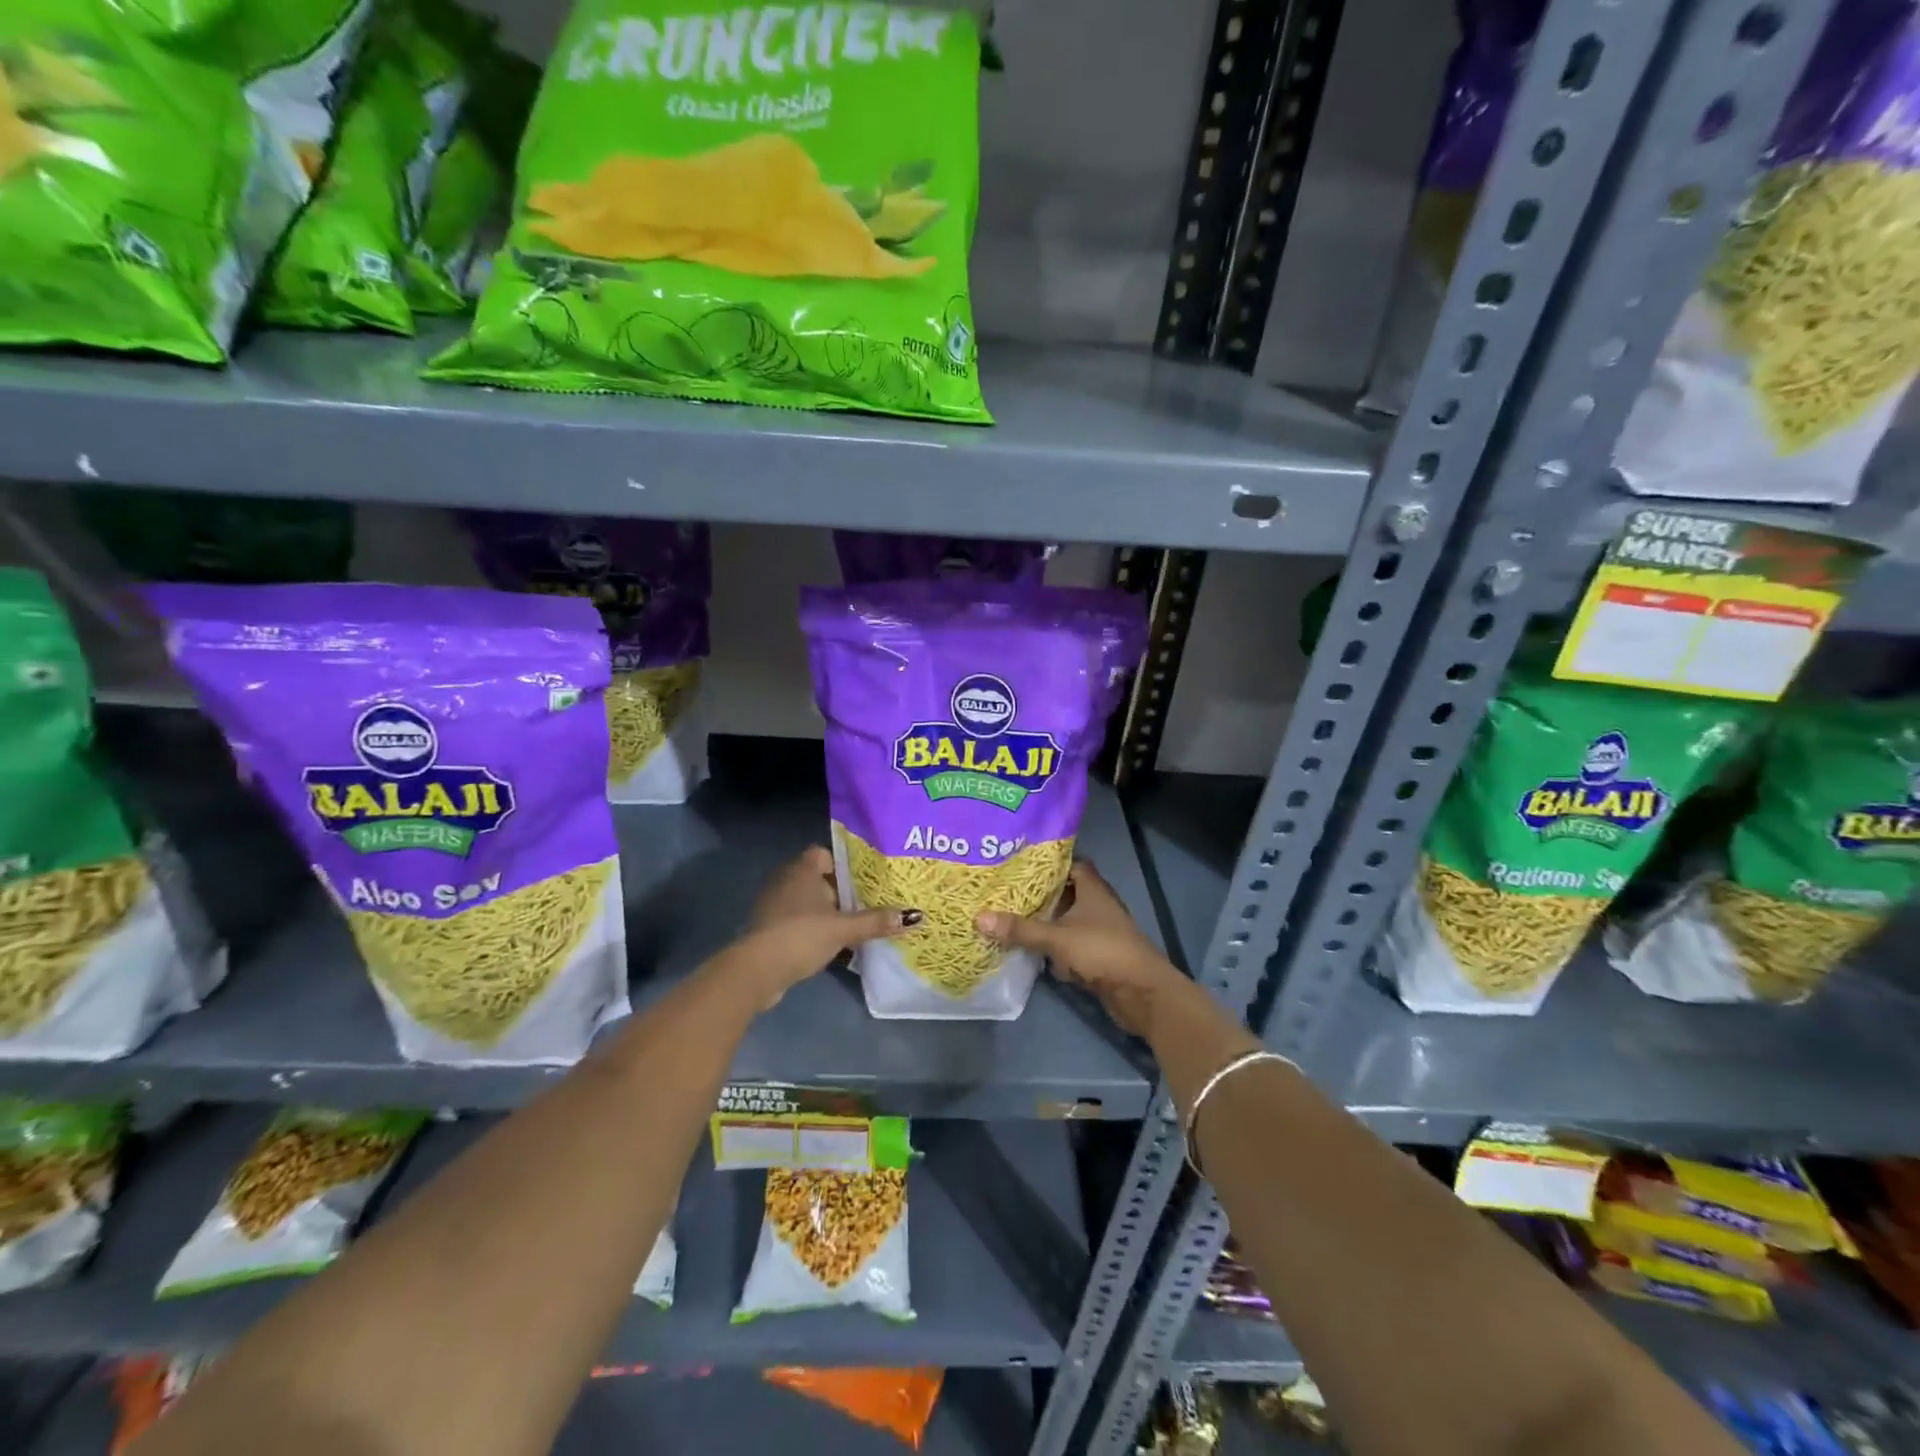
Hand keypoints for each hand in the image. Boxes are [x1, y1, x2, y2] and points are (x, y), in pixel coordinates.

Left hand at [729, 847, 921, 1007]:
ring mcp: (773, 905)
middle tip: (866, 902)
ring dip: (825, 912)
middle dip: (839, 890)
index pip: (823, 854)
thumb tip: (915, 916)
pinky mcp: (768, 929)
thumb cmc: (801, 935)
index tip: (863, 879)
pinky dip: (811, 928)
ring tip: (852, 924)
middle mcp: (785, 881)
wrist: (757, 970)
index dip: (842, 863)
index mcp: (802, 870)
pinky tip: (829, 944)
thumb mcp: (843, 928)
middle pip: (817, 878)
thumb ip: (876, 921)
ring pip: (806, 901)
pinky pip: (796, 921)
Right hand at [977, 861, 1180, 1034]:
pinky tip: (1031, 952)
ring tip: (1011, 918)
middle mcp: (1098, 906)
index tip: (1020, 863)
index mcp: (1093, 890)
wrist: (1141, 993)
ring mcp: (1099, 933)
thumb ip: (1020, 929)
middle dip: (1040, 895)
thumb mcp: (1056, 938)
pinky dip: (1054, 950)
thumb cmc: (1102, 951)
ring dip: (1046, 923)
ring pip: (1067, 922)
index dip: (1049, 863)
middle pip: (1066, 894)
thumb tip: (979, 917)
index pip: (1072, 864)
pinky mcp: (1098, 958)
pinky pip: (1070, 947)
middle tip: (1006, 892)